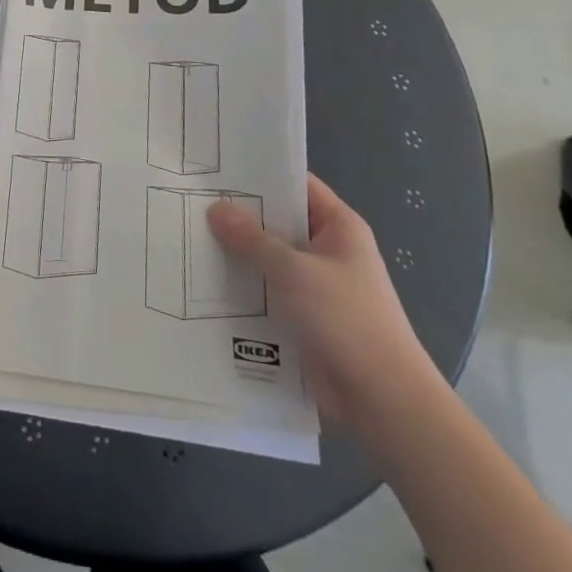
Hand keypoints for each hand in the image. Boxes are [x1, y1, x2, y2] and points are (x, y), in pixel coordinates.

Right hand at [209, 174, 439, 432]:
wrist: (383, 403)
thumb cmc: (347, 321)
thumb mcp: (294, 271)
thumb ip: (252, 240)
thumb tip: (215, 208)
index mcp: (338, 227)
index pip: (296, 185)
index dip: (259, 174)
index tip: (216, 168)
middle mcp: (327, 251)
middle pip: (276, 223)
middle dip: (238, 217)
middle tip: (190, 201)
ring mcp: (314, 286)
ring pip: (267, 260)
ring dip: (236, 256)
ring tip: (187, 239)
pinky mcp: (302, 319)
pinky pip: (266, 293)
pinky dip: (242, 290)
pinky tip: (203, 284)